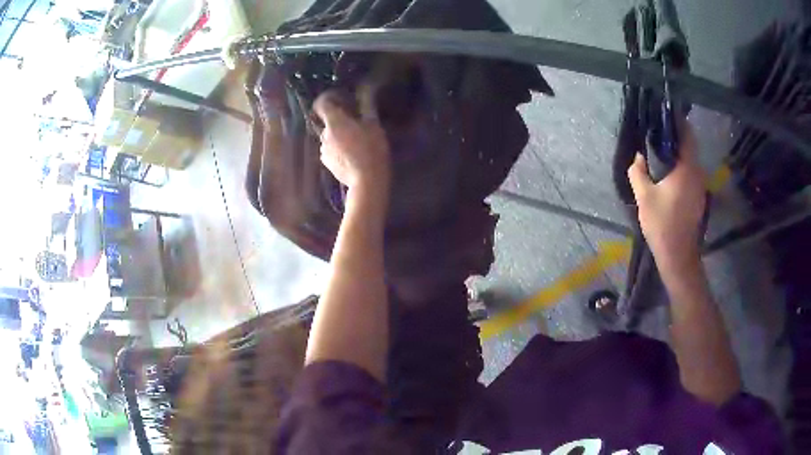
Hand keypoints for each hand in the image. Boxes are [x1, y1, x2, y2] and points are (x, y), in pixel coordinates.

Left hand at [313, 91, 390, 193]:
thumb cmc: (372, 150)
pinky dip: (338, 149)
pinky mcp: (326, 163)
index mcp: (335, 122)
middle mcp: (324, 134)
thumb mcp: (374, 126)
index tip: (339, 100)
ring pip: (329, 137)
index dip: (328, 99)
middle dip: (339, 121)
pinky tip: (351, 156)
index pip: (321, 104)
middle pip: (328, 121)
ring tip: (356, 143)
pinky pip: (330, 150)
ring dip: (339, 136)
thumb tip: (365, 92)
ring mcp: (323, 150)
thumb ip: (367, 107)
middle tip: (356, 125)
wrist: (366, 181)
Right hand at [628, 124, 705, 271]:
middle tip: (658, 129)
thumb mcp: (644, 196)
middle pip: (690, 145)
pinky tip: (669, 170)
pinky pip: (691, 171)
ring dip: (679, 150)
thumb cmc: (662, 224)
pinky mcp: (698, 196)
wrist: (677, 255)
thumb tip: (638, 157)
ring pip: (691, 159)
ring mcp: (700, 186)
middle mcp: (697, 173)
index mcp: (687, 169)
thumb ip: (638, 172)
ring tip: (662, 147)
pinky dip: (682, 164)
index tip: (665, 113)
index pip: (687, 135)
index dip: (678, 121)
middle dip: (677, 134)